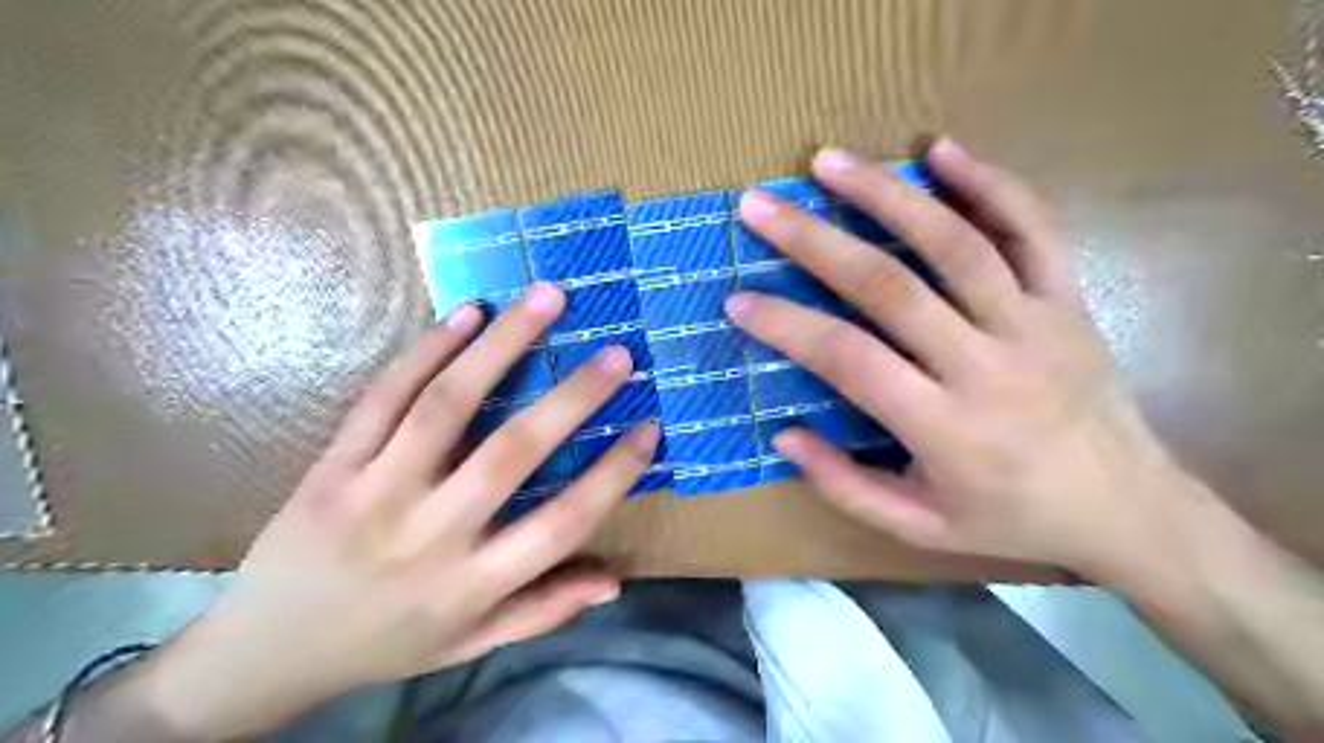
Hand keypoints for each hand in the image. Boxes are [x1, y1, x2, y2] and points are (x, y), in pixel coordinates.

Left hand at [135, 282, 656, 735]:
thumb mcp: (471, 644)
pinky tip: (468, 314)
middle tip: (618, 352)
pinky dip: (428, 349)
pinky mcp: (331, 465)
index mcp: (472, 585)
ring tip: (545, 299)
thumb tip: (616, 579)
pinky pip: (384, 396)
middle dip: (572, 397)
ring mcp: (374, 492)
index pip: (561, 525)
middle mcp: (429, 535)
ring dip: (502, 345)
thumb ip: (544, 610)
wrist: (266, 652)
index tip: (650, 428)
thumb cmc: (388, 643)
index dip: (613, 475)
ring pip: (446, 405)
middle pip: (511, 453)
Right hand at [728, 140, 1197, 573]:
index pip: (849, 360)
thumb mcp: (919, 528)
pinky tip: (940, 150)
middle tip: (761, 206)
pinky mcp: (1069, 300)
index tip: (739, 299)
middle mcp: (986, 365)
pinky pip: (1033, 229)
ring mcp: (1034, 324)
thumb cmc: (1010, 520)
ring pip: (955, 243)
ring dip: (886, 195)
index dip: (787, 325)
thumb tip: (783, 435)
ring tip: (829, 163)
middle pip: (889, 286)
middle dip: (815, 241)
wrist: (1127, 509)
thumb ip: (845, 486)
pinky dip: (989, 182)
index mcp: (945, 428)